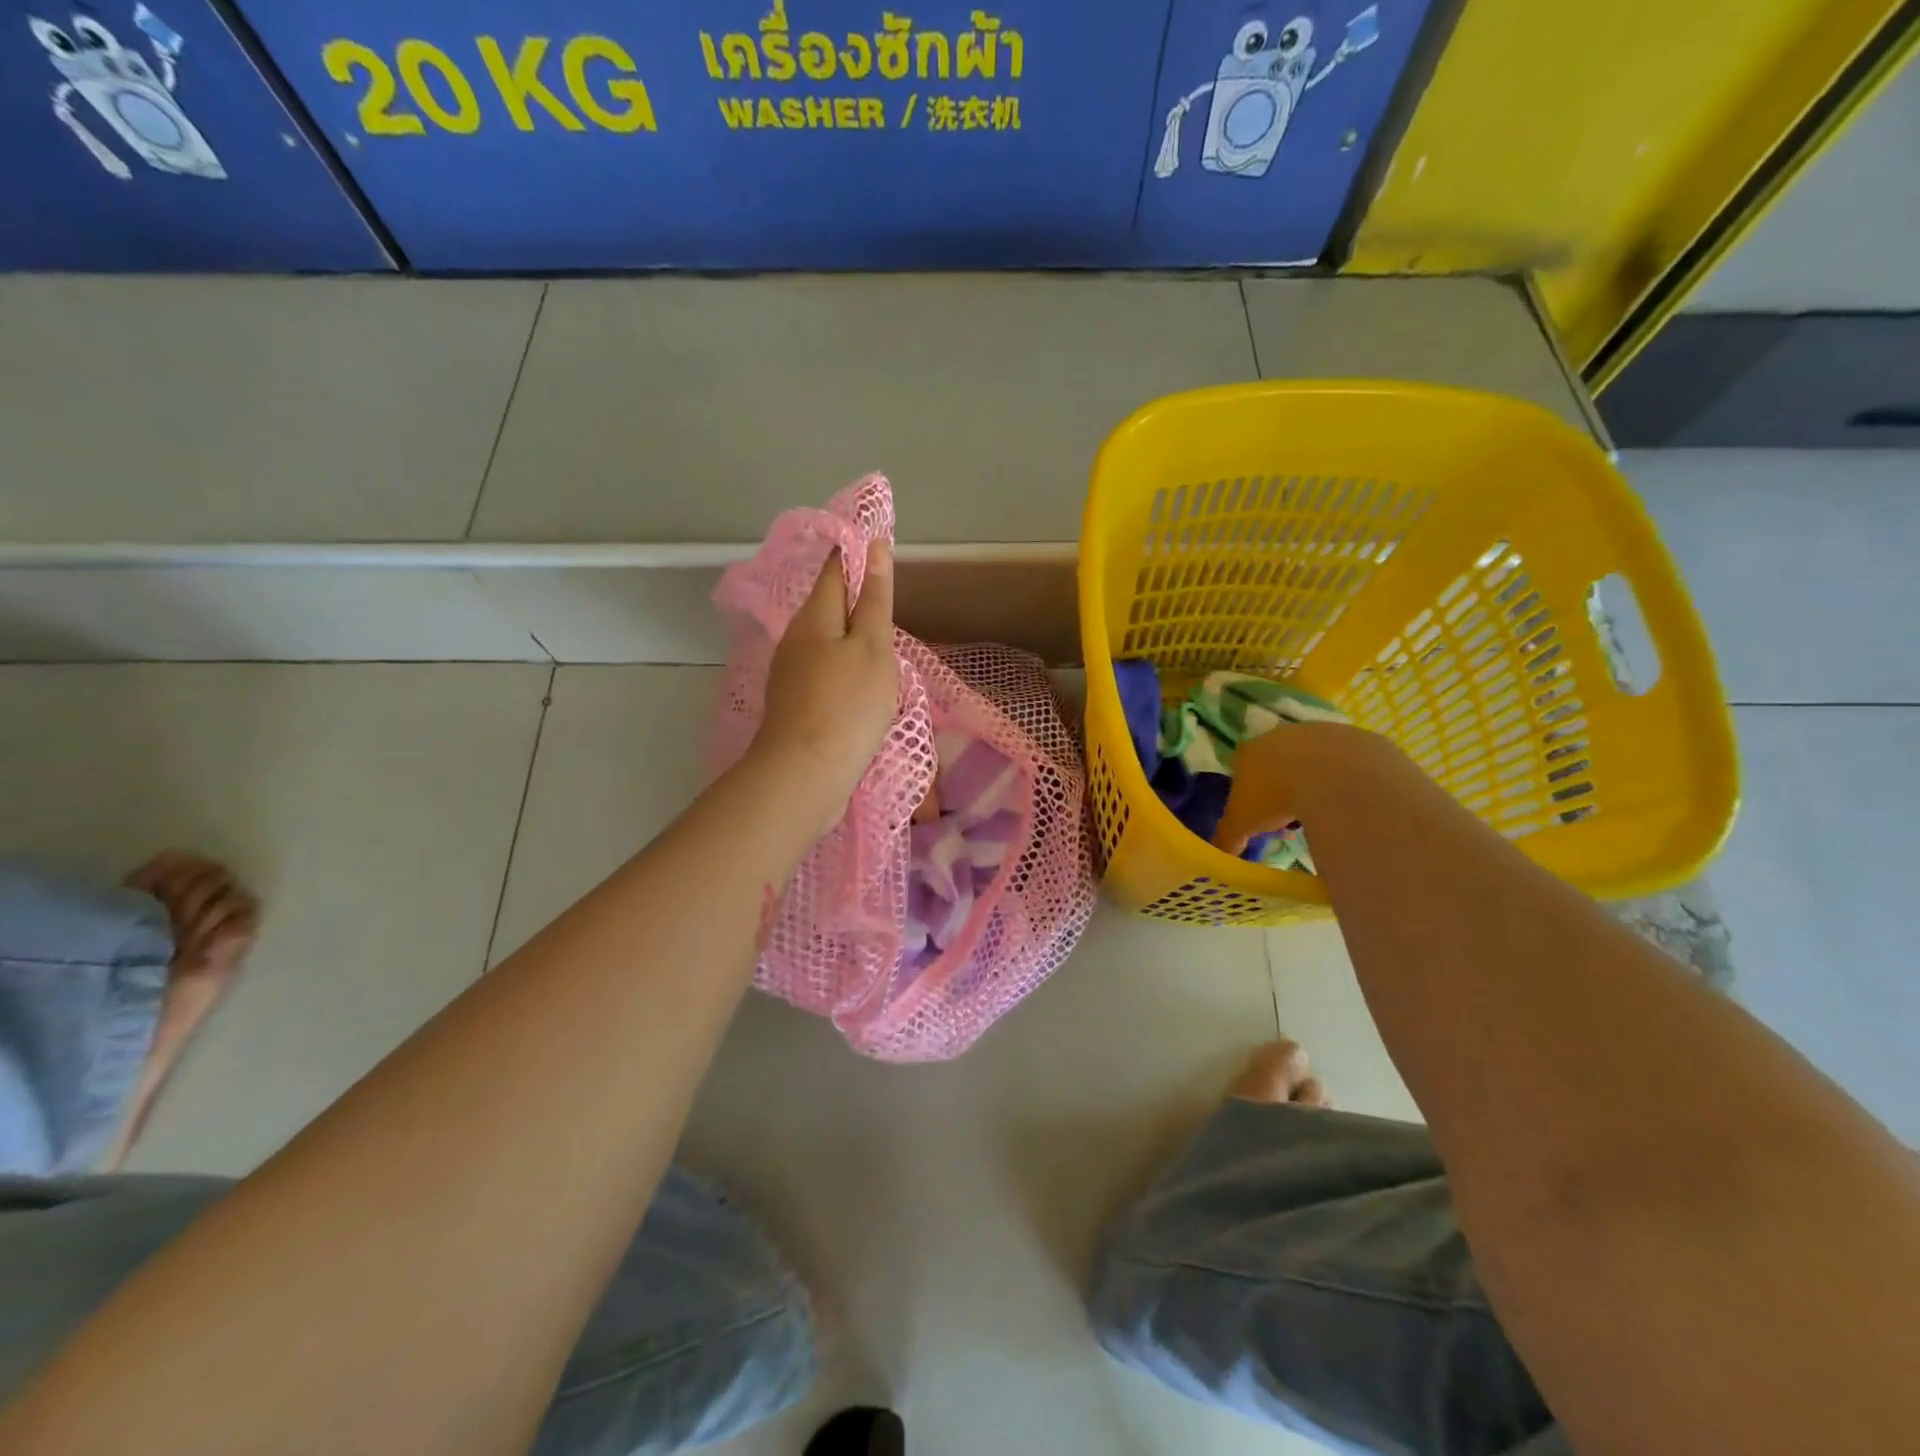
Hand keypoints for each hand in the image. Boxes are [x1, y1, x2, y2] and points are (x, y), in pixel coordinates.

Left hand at [752, 540, 899, 826]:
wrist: (804, 774)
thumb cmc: (847, 706)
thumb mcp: (872, 648)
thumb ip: (874, 600)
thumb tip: (873, 548)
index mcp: (815, 617)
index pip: (835, 572)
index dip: (856, 557)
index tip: (881, 551)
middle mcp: (795, 639)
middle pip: (828, 608)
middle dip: (856, 602)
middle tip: (891, 605)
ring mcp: (790, 674)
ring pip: (825, 644)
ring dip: (851, 640)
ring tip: (884, 649)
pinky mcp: (794, 705)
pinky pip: (824, 674)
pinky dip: (844, 671)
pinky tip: (861, 688)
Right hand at [1212, 721, 1390, 855]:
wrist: (1333, 775)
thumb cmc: (1275, 796)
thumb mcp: (1242, 823)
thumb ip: (1228, 837)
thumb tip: (1219, 855)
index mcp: (1248, 751)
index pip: (1241, 768)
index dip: (1249, 793)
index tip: (1260, 816)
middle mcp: (1280, 735)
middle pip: (1277, 762)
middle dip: (1282, 786)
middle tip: (1291, 818)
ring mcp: (1318, 732)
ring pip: (1312, 760)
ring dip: (1314, 781)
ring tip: (1324, 811)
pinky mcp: (1354, 737)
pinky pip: (1347, 763)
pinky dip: (1345, 779)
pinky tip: (1349, 800)